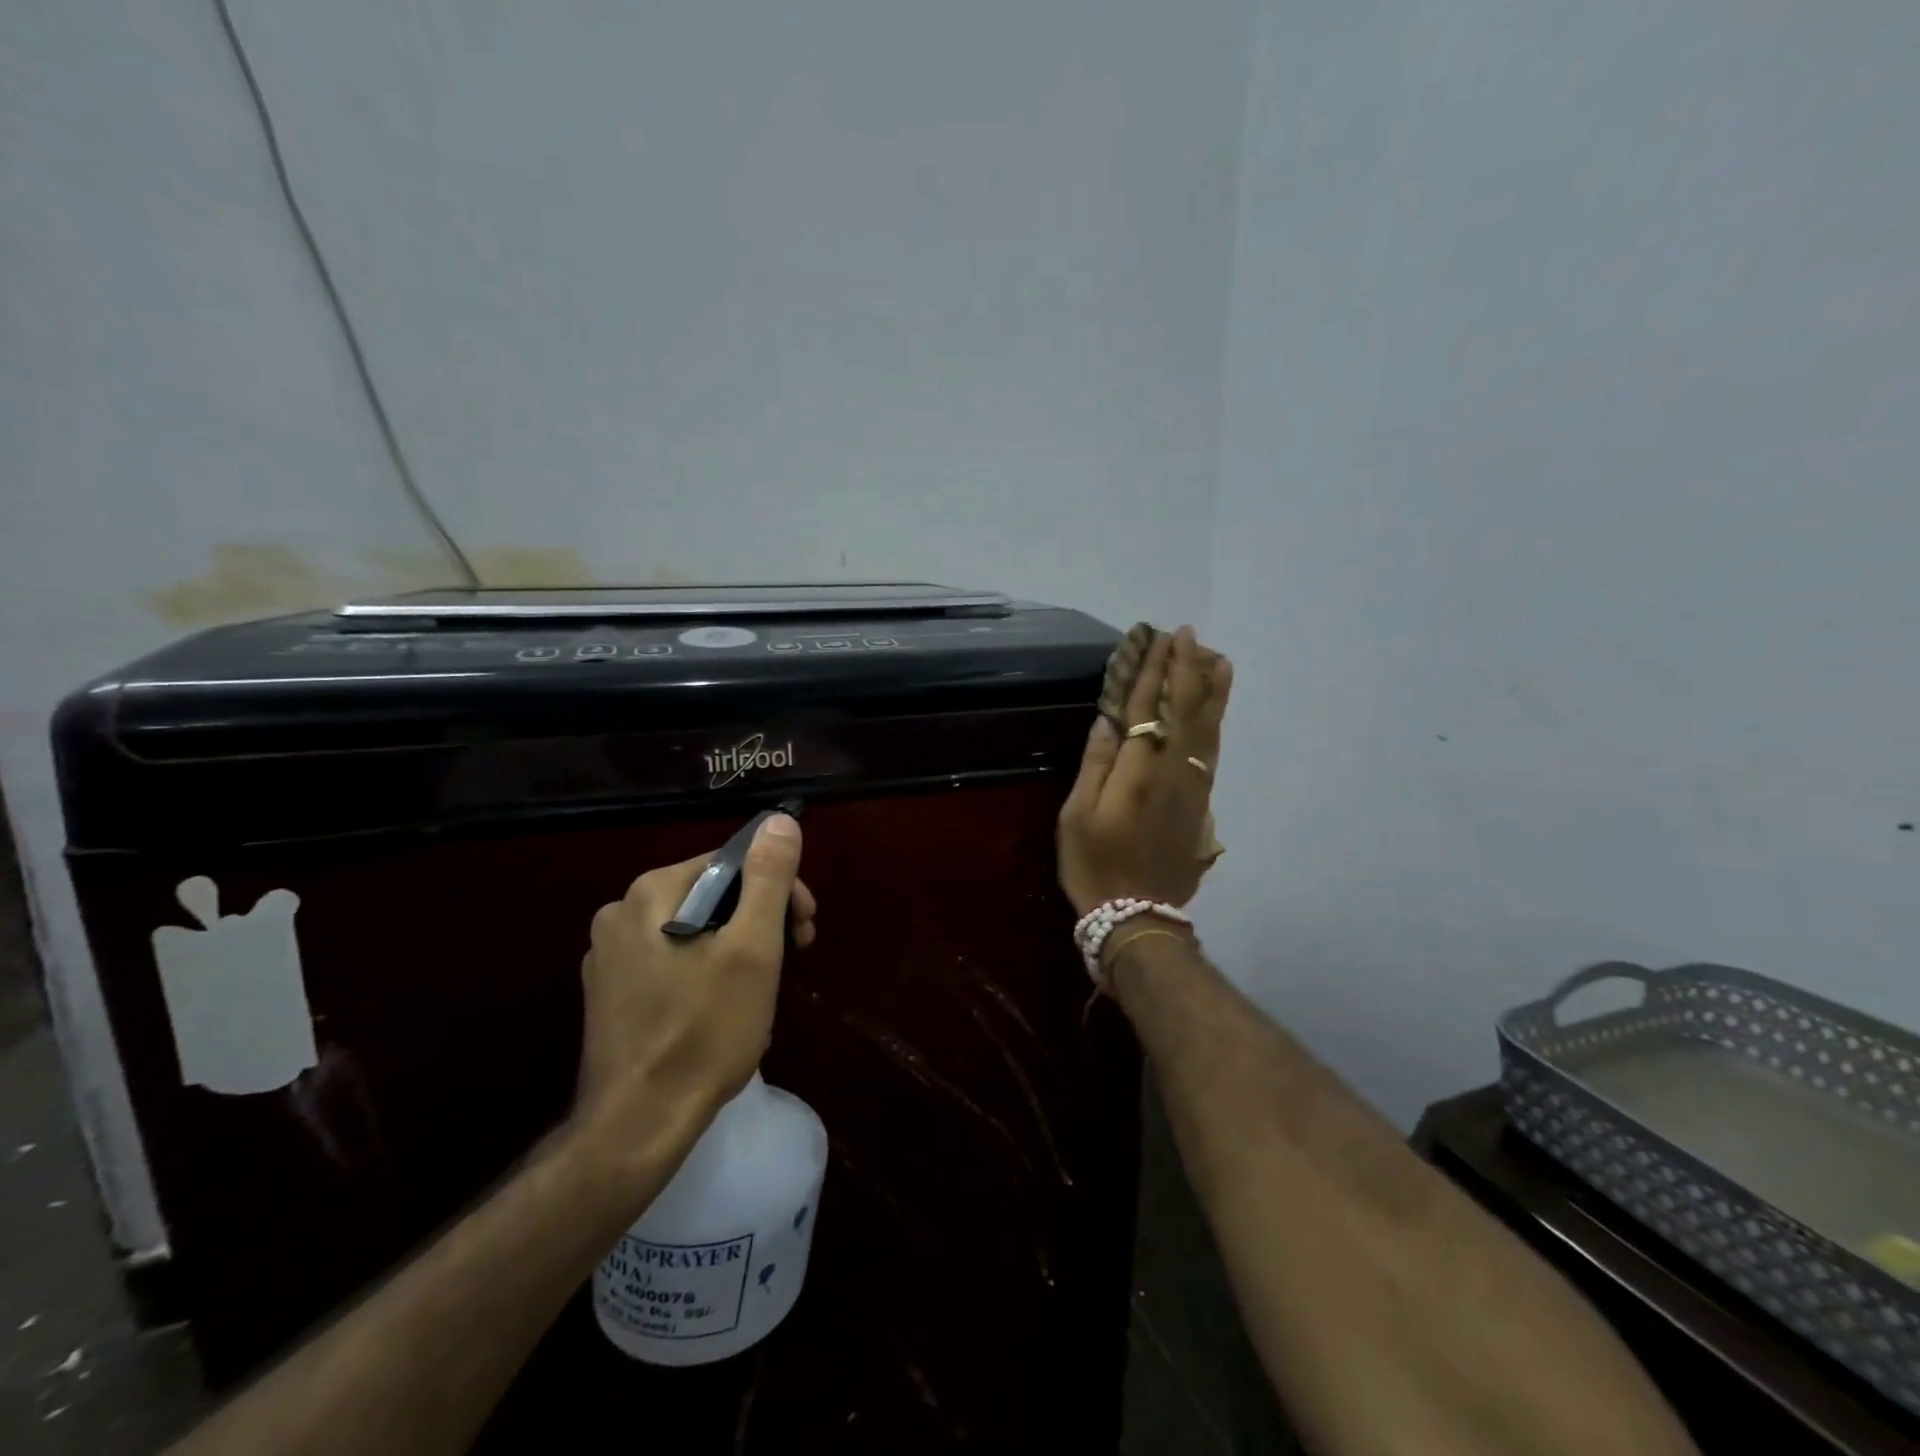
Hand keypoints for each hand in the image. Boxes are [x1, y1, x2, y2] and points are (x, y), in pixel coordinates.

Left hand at [572, 814, 815, 1157]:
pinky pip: (672, 961)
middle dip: (760, 920)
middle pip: (713, 895)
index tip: (805, 928)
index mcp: (652, 892)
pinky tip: (725, 1008)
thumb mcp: (752, 949)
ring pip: (695, 930)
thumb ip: (768, 879)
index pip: (732, 864)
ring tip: (764, 990)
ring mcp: (609, 956)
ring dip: (738, 947)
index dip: (778, 890)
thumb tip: (780, 821)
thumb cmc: (704, 1031)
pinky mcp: (609, 994)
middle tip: (795, 955)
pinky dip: (706, 971)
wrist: (636, 1127)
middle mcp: (621, 912)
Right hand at [1058, 626, 1230, 915]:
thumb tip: (1108, 721)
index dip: (1152, 671)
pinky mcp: (1201, 801)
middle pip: (1185, 709)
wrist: (1137, 915)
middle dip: (1187, 668)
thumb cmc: (1095, 865)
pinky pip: (1213, 749)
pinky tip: (1217, 707)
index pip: (1147, 709)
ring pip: (1208, 727)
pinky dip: (1217, 720)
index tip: (1156, 639)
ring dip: (1212, 689)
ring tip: (1217, 657)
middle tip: (1187, 633)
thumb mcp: (1076, 817)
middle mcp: (1172, 771)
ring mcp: (1193, 786)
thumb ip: (1095, 765)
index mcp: (1137, 773)